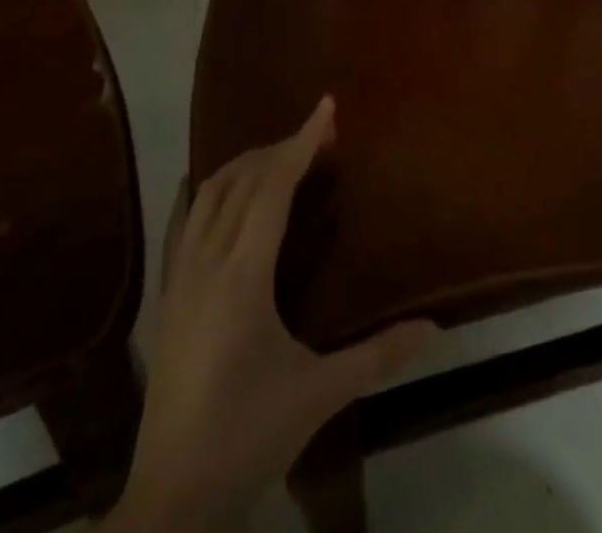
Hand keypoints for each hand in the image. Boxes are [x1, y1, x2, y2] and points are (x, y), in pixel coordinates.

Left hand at [116, 97, 435, 529]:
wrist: (171, 497)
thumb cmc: (248, 437)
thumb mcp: (319, 395)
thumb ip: (378, 355)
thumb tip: (434, 327)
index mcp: (243, 274)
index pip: (273, 186)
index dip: (301, 141)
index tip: (326, 107)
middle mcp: (207, 259)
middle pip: (242, 179)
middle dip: (280, 148)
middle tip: (318, 135)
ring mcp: (180, 274)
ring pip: (209, 193)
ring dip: (245, 165)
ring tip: (280, 157)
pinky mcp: (167, 293)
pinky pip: (183, 220)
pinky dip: (204, 191)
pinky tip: (212, 187)